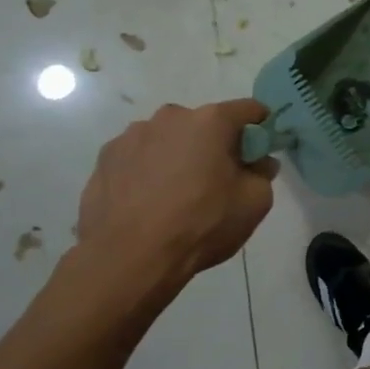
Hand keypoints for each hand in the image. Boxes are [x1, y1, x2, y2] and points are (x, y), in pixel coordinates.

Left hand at [75, 100, 276, 313]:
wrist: (128, 258)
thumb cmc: (201, 224)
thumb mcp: (255, 203)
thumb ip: (263, 174)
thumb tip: (259, 162)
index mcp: (211, 121)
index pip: (249, 110)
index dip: (261, 127)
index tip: (261, 150)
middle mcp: (170, 117)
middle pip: (204, 124)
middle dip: (215, 144)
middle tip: (218, 179)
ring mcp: (132, 135)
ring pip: (168, 139)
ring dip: (178, 156)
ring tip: (176, 194)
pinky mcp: (105, 158)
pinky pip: (138, 157)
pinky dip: (148, 171)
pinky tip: (147, 201)